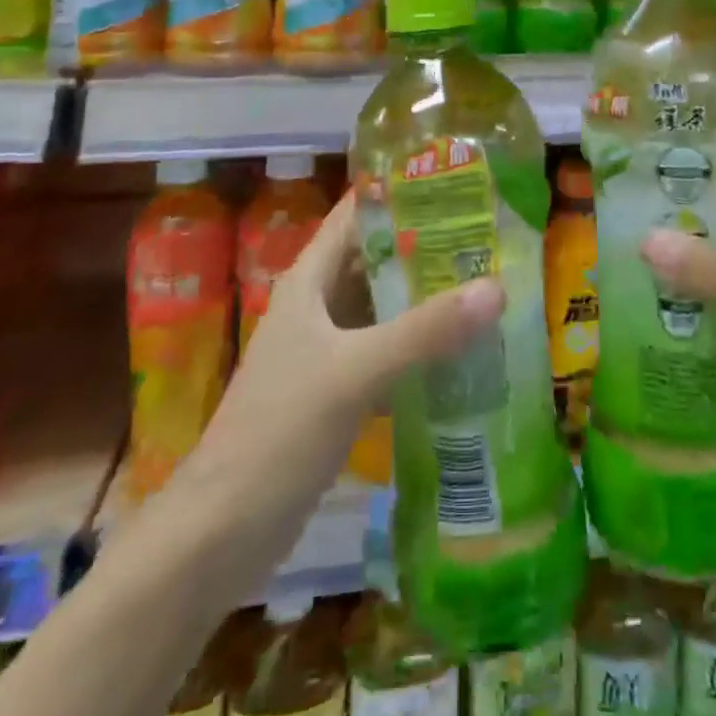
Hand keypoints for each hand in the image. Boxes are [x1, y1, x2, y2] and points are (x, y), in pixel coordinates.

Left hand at [180, 191, 505, 502]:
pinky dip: (421, 345)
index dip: (400, 191)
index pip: (356, 213)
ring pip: (385, 307)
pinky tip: (465, 348)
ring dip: (427, 296)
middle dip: (427, 244)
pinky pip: (388, 351)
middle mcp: (318, 305)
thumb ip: (424, 331)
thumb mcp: (354, 372)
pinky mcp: (338, 391)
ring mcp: (328, 350)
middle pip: (376, 258)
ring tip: (489, 281)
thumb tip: (496, 288)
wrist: (219, 535)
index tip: (457, 181)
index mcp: (309, 280)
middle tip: (489, 234)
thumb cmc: (278, 433)